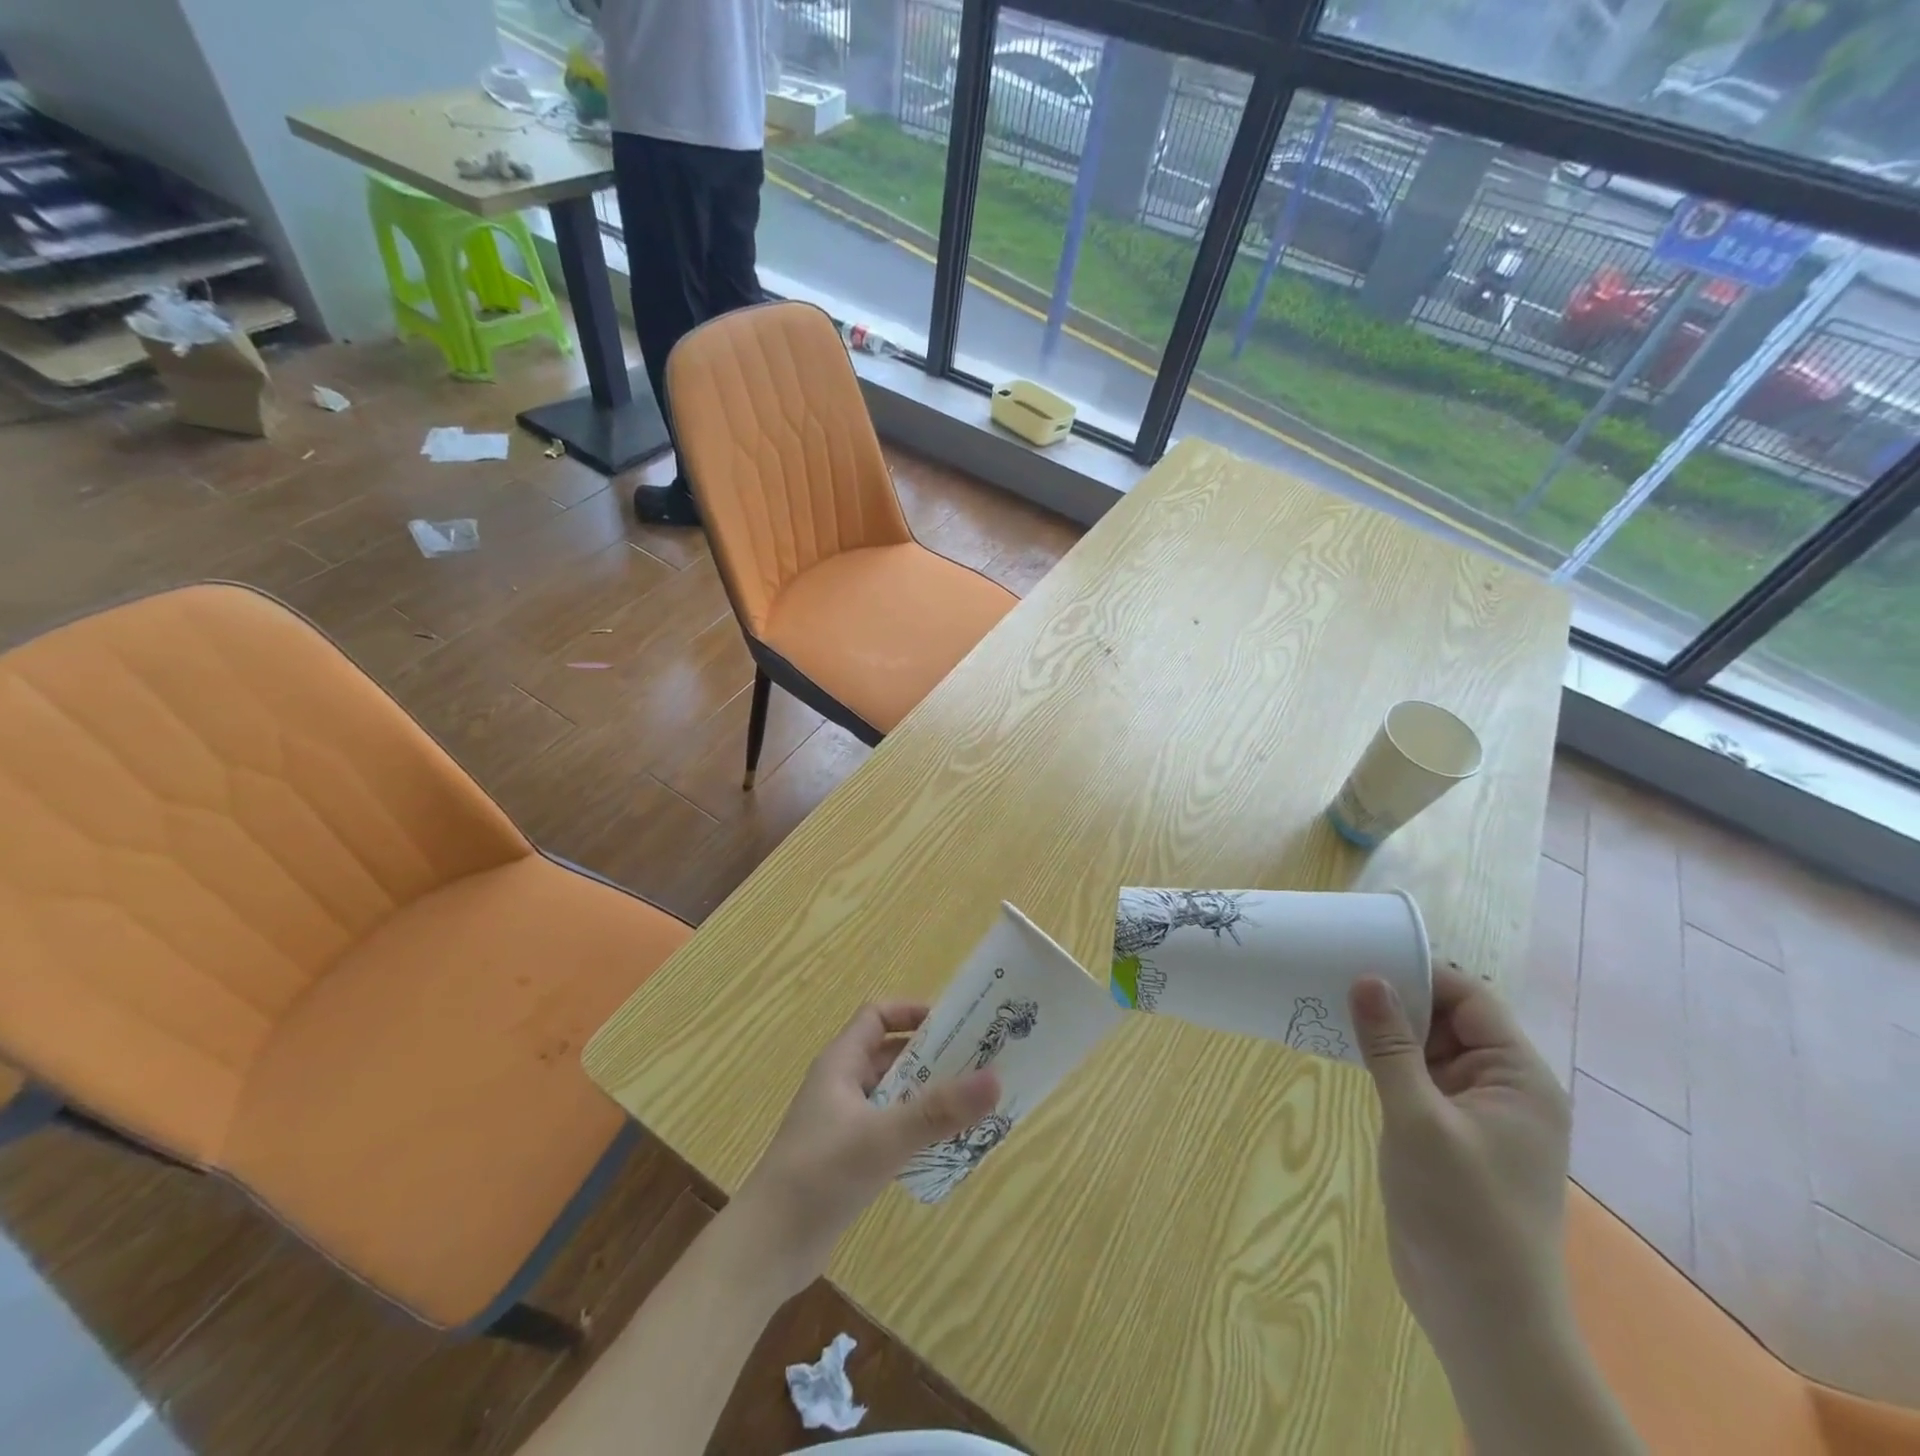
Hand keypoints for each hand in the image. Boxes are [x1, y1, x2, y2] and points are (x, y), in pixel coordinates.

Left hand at [734, 1002, 999, 1292]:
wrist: (767, 1248)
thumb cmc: (820, 1175)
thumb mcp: (883, 1138)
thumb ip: (938, 1111)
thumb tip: (995, 1078)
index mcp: (841, 1063)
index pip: (878, 1016)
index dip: (913, 1012)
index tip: (956, 1024)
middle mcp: (842, 1085)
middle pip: (891, 1054)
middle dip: (932, 1055)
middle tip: (979, 1063)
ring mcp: (844, 1123)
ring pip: (893, 1094)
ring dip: (928, 1095)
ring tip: (973, 1103)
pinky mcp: (849, 1157)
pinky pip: (890, 1128)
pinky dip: (916, 1129)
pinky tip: (946, 1146)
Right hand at [1348, 967, 1572, 1361]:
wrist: (1483, 1316)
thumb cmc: (1462, 1212)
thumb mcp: (1419, 1120)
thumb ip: (1391, 1046)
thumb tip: (1367, 977)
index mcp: (1518, 1078)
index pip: (1471, 998)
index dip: (1420, 972)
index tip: (1361, 953)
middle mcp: (1502, 1086)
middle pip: (1449, 1018)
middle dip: (1397, 996)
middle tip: (1334, 974)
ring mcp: (1474, 1111)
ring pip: (1428, 1046)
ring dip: (1386, 1027)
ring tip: (1330, 1001)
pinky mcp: (1448, 1133)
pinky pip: (1416, 1076)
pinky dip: (1384, 1058)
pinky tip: (1344, 1045)